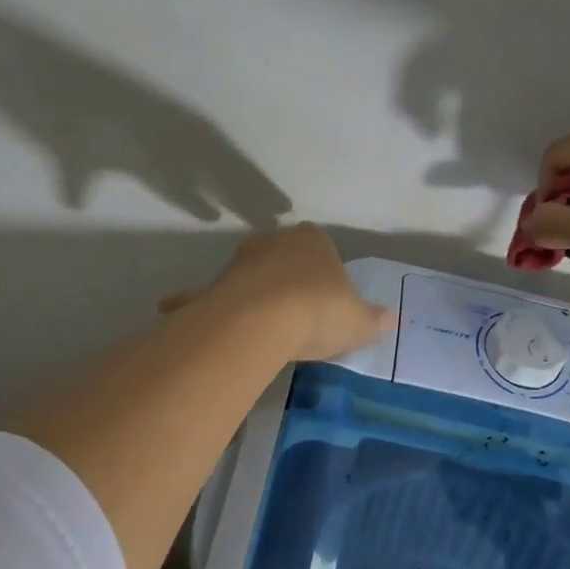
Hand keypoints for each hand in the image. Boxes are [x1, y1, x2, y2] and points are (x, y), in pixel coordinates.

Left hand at [159, 224, 394, 361]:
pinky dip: (191, 301)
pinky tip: (177, 310)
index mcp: (313, 242)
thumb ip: (373, 319)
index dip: (325, 275)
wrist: (264, 320)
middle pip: (282, 258)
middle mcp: (274, 242)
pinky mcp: (213, 285)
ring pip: (247, 274)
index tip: (327, 303)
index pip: (322, 250)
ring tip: (258, 326)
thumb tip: (392, 318)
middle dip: (286, 280)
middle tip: (297, 315)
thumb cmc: (319, 312)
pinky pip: (204, 294)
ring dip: (250, 291)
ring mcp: (240, 261)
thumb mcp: (357, 322)